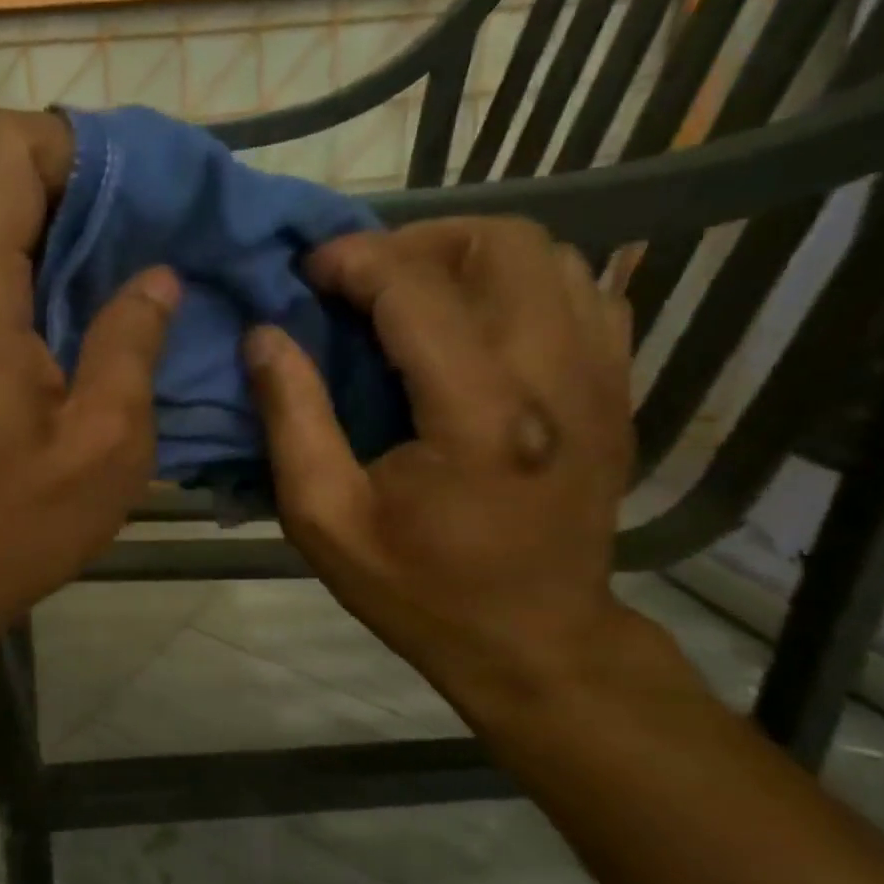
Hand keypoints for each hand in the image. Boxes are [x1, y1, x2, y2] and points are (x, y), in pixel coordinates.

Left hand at [0, 109, 178, 646]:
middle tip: (160, 242)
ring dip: (67, 249)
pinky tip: (90, 333)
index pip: (0, 149)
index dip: (69, 143)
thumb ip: (131, 344)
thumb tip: (155, 279)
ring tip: (136, 289)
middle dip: (85, 197)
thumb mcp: (104, 445)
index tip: (136, 194)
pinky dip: (41, 289)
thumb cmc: (13, 528)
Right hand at [245, 217, 635, 712]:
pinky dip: (522, 285)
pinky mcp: (618, 390)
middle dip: (418, 241)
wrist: (534, 642)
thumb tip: (264, 335)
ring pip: (552, 255)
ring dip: (469, 257)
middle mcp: (557, 378)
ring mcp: (602, 379)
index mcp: (479, 415)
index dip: (354, 260)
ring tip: (413, 296)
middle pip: (504, 244)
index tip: (308, 271)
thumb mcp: (324, 518)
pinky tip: (476, 324)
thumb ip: (291, 417)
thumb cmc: (418, 589)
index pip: (416, 288)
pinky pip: (582, 292)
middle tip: (363, 280)